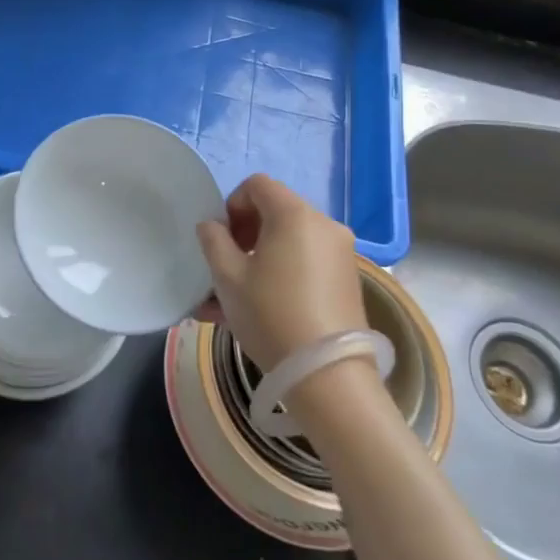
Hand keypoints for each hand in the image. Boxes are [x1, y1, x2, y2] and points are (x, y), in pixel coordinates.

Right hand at [196, 175, 364, 374]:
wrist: (327, 375)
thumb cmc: (270, 315)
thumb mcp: (227, 277)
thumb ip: (213, 241)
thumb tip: (212, 226)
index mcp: (294, 214)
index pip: (257, 185)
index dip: (232, 204)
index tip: (221, 239)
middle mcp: (323, 224)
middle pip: (275, 212)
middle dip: (244, 235)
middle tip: (225, 267)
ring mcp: (340, 254)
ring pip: (288, 243)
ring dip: (258, 260)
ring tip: (231, 299)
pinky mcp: (347, 281)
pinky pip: (305, 264)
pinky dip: (281, 275)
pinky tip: (258, 310)